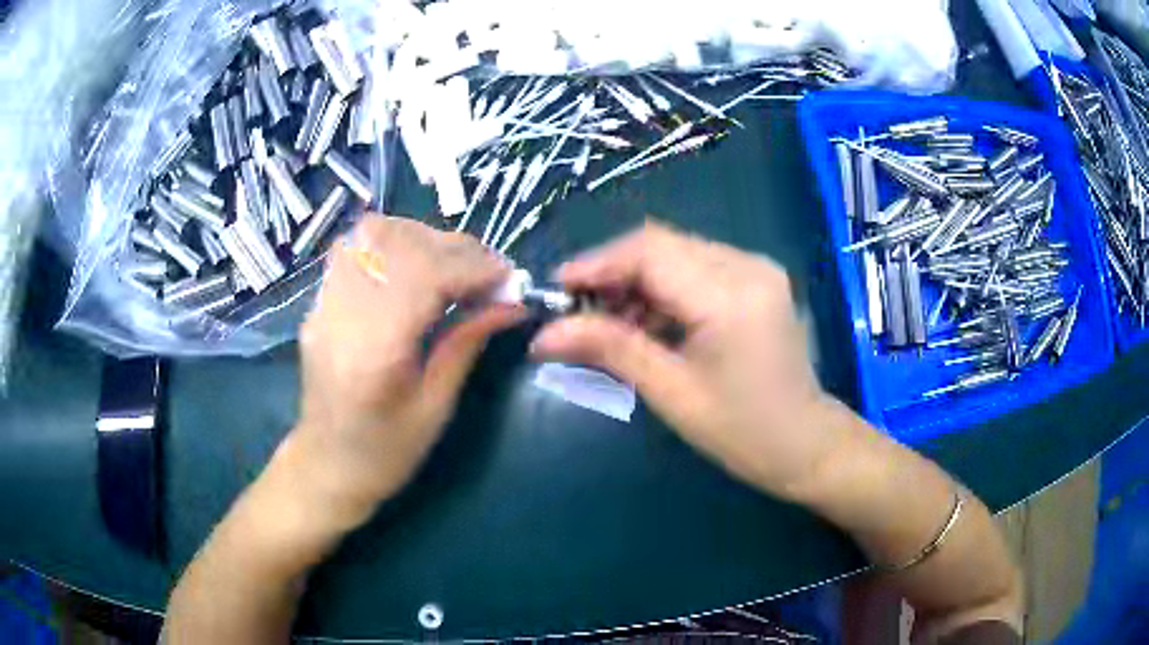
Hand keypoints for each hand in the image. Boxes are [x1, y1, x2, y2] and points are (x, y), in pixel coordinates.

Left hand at [285, 216, 523, 528]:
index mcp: (374, 351)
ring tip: (450, 266)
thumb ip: (467, 343)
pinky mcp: (320, 301)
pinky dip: (393, 245)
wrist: (326, 464)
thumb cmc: (386, 452)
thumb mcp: (436, 407)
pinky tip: (413, 269)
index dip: (473, 267)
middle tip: (486, 272)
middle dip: (453, 248)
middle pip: (398, 243)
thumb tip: (512, 303)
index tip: (508, 279)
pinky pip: (355, 248)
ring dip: (421, 238)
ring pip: (372, 233)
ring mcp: (324, 303)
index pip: (424, 275)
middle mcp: (342, 314)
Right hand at [531, 221, 848, 499]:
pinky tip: (644, 322)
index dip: (595, 264)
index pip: (649, 252)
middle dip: (611, 273)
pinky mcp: (755, 280)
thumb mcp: (671, 392)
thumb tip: (543, 335)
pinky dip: (661, 288)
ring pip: (675, 253)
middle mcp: (747, 265)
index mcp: (731, 294)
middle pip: (660, 245)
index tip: (555, 290)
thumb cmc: (742, 431)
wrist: (805, 444)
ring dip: (634, 281)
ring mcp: (755, 269)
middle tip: (575, 311)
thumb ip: (609, 349)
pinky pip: (695, 268)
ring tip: (606, 323)